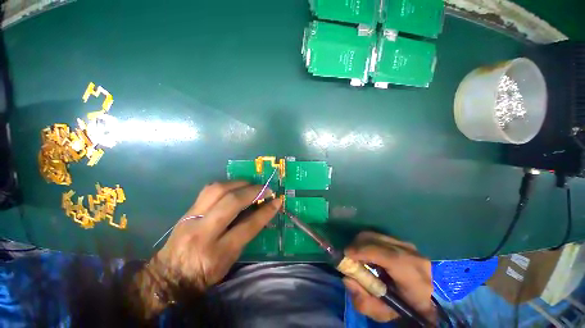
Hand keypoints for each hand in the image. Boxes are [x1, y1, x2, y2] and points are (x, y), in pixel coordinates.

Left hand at [152, 181, 281, 291]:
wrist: (168, 276)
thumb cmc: (203, 274)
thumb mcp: (230, 260)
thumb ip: (245, 235)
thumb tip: (261, 213)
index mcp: (217, 253)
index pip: (247, 226)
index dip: (266, 211)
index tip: (277, 201)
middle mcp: (203, 232)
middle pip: (232, 202)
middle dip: (253, 191)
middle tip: (265, 189)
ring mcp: (192, 218)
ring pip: (218, 190)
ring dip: (239, 183)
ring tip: (251, 185)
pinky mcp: (187, 210)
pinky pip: (208, 189)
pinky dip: (226, 184)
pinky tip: (235, 186)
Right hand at [343, 232, 434, 322]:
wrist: (421, 300)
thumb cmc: (401, 309)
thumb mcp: (381, 313)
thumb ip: (363, 301)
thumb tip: (347, 278)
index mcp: (416, 280)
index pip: (391, 258)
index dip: (366, 252)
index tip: (347, 254)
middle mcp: (414, 257)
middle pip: (379, 242)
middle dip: (358, 246)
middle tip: (348, 256)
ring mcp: (409, 246)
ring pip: (376, 236)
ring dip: (361, 243)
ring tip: (356, 256)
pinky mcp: (401, 241)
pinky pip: (378, 236)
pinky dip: (367, 242)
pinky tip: (365, 253)